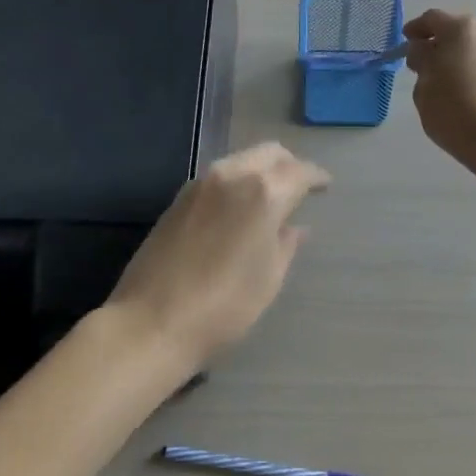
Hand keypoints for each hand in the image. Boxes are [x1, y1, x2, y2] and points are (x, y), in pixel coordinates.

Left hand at [107, 142, 330, 371]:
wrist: (150, 322)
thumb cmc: (223, 307)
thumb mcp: (267, 279)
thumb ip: (285, 245)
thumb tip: (295, 227)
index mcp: (264, 193)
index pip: (300, 172)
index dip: (316, 177)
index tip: (326, 185)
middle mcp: (232, 175)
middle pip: (269, 153)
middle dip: (289, 164)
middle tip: (300, 186)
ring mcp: (201, 184)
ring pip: (241, 159)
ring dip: (260, 170)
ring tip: (271, 197)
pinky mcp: (179, 198)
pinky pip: (219, 176)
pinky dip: (237, 181)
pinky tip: (239, 207)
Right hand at [402, 9, 475, 173]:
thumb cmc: (453, 110)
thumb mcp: (424, 85)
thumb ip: (421, 60)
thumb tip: (424, 51)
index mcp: (461, 28)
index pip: (432, 19)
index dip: (415, 29)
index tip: (406, 41)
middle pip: (456, 30)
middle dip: (438, 42)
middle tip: (423, 62)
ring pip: (474, 46)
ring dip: (458, 55)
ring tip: (444, 77)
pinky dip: (473, 67)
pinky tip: (464, 87)